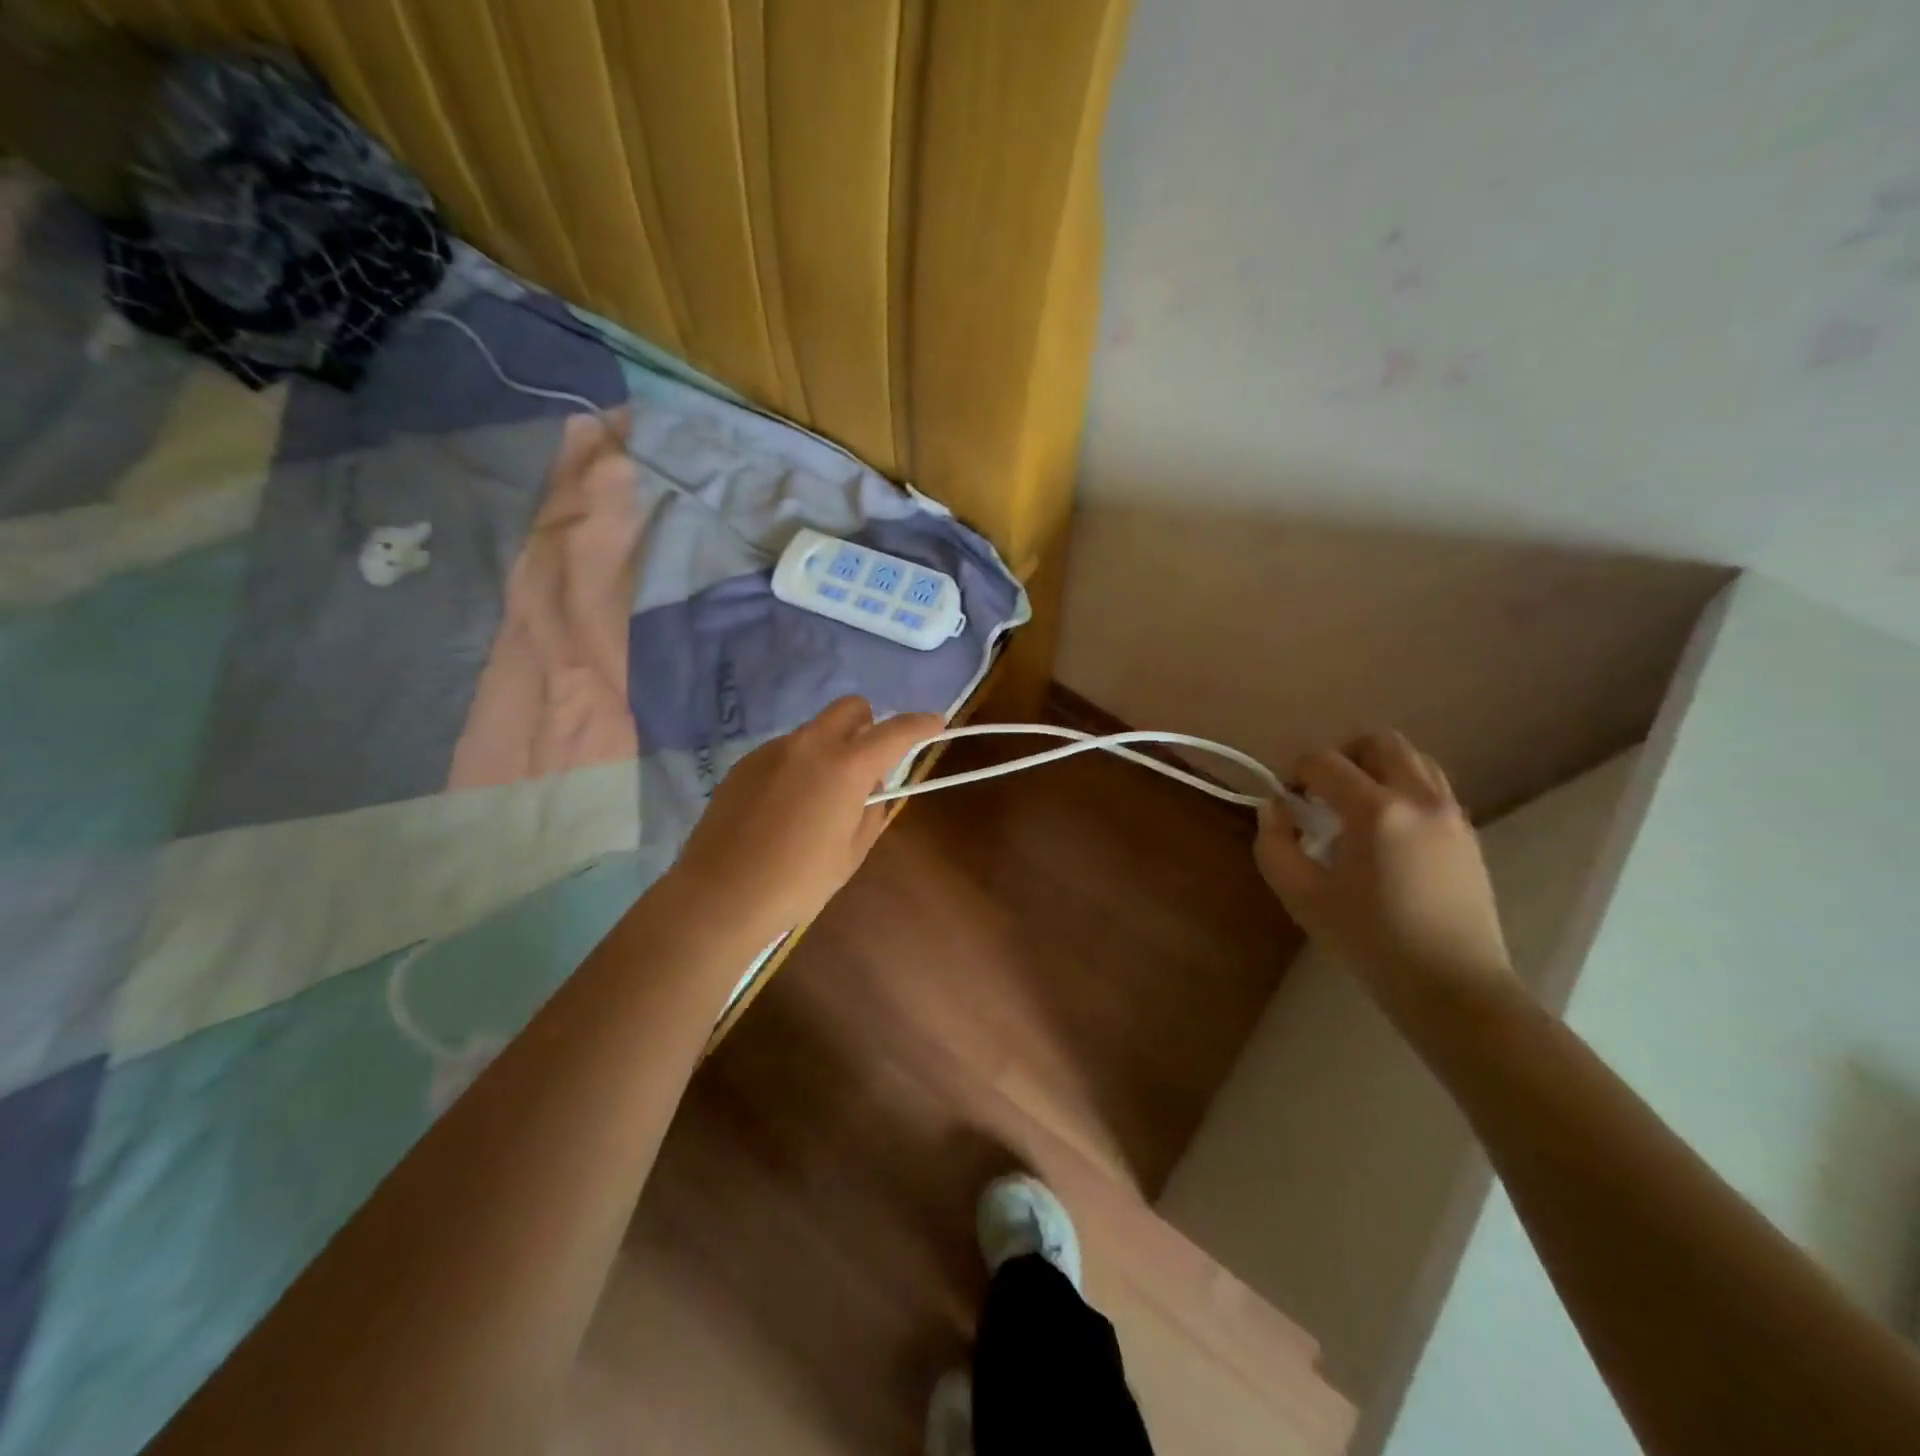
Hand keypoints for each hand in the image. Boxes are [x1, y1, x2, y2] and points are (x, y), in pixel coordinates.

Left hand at [666, 697, 942, 940]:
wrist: (720, 895)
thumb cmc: (798, 882)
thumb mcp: (852, 852)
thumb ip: (871, 810)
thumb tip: (870, 787)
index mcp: (845, 767)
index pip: (894, 731)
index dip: (920, 724)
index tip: (935, 723)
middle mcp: (809, 745)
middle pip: (850, 708)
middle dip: (869, 724)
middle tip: (868, 762)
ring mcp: (772, 750)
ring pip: (815, 731)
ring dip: (831, 748)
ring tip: (819, 798)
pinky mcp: (745, 763)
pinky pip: (785, 751)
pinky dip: (799, 765)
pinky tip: (785, 807)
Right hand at [1255, 731, 1513, 995]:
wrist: (1453, 986)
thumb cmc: (1369, 941)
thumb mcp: (1301, 896)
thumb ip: (1274, 844)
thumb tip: (1276, 808)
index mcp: (1375, 810)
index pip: (1324, 761)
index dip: (1296, 773)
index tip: (1288, 803)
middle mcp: (1419, 798)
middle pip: (1379, 741)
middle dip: (1341, 756)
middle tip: (1323, 794)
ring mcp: (1451, 813)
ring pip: (1412, 759)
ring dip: (1376, 770)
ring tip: (1356, 810)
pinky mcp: (1468, 833)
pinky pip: (1431, 787)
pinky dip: (1402, 790)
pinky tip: (1386, 834)